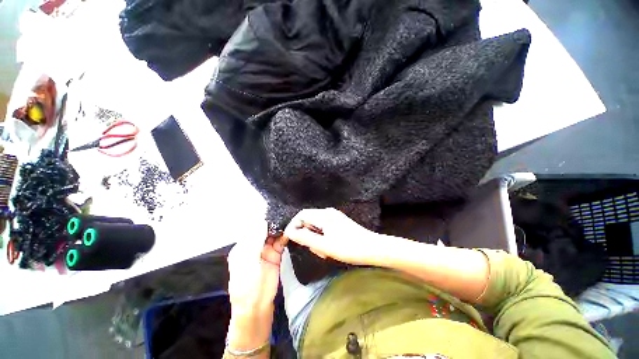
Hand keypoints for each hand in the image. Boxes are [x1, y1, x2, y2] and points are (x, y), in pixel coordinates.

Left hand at [226, 222, 285, 350]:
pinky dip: (285, 238)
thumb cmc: (246, 285)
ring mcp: (266, 250)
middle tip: (284, 217)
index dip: (262, 221)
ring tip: (289, 223)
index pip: (253, 229)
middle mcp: (255, 246)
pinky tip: (289, 233)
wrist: (256, 306)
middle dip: (273, 224)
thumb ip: (255, 242)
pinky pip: (280, 243)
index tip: (273, 214)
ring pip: (274, 235)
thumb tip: (262, 223)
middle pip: (265, 230)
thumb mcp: (247, 262)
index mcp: (243, 246)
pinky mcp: (275, 255)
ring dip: (280, 230)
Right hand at [283, 208, 378, 264]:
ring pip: (316, 226)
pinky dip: (322, 238)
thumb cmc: (349, 248)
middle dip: (307, 235)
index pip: (302, 215)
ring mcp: (334, 217)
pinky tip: (329, 248)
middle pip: (309, 220)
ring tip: (324, 252)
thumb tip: (290, 233)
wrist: (373, 248)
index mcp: (324, 215)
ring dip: (315, 239)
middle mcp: (328, 213)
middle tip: (314, 249)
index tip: (290, 239)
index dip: (293, 225)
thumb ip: (306, 238)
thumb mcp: (325, 245)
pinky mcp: (339, 223)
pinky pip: (324, 229)